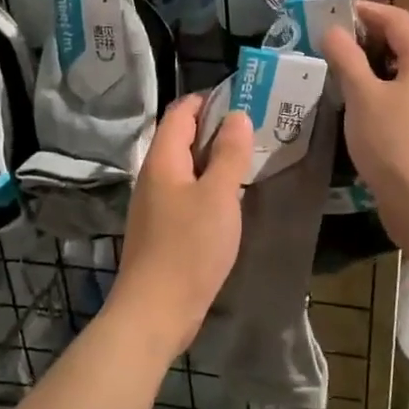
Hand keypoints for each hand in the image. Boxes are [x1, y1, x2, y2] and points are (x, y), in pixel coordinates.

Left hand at [112, 96, 253, 356]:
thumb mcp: (218, 196)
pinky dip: (209, 186)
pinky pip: (187, 194)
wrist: (156, 311)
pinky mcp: (163, 230)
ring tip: (249, 158)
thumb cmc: (189, 248)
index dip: (207, 100)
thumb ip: (229, 154)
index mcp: (162, 160)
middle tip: (254, 128)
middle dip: (215, 128)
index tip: (242, 98)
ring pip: (186, 168)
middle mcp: (154, 177)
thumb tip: (237, 116)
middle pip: (181, 139)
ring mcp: (155, 205)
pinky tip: (231, 198)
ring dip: (214, 159)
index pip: (180, 113)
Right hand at [321, 0, 408, 242]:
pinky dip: (384, 91)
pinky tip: (360, 106)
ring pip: (405, 72)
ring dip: (374, 68)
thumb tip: (332, 30)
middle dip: (367, 40)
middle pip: (403, 43)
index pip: (396, 19)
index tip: (333, 13)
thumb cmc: (395, 144)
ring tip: (339, 73)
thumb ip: (346, 59)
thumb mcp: (362, 97)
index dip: (365, 11)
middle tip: (330, 44)